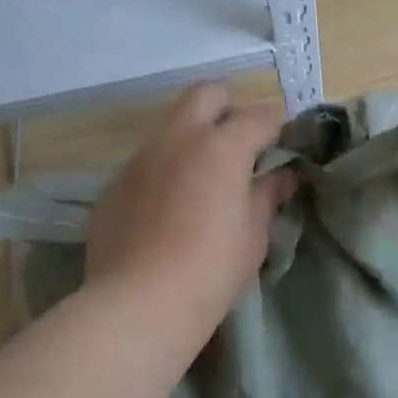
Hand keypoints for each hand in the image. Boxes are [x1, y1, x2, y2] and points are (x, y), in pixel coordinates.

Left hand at [86, 85, 294, 322]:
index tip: (284, 146)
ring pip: (171, 129)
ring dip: (193, 142)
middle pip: (206, 95)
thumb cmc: (212, 268)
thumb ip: (268, 195)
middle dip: (229, 109)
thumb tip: (282, 176)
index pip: (260, 115)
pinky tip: (168, 212)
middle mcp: (177, 139)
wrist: (139, 303)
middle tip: (241, 147)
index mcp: (221, 147)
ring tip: (202, 185)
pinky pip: (146, 164)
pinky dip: (165, 173)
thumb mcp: (254, 234)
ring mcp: (139, 159)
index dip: (278, 126)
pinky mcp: (113, 185)